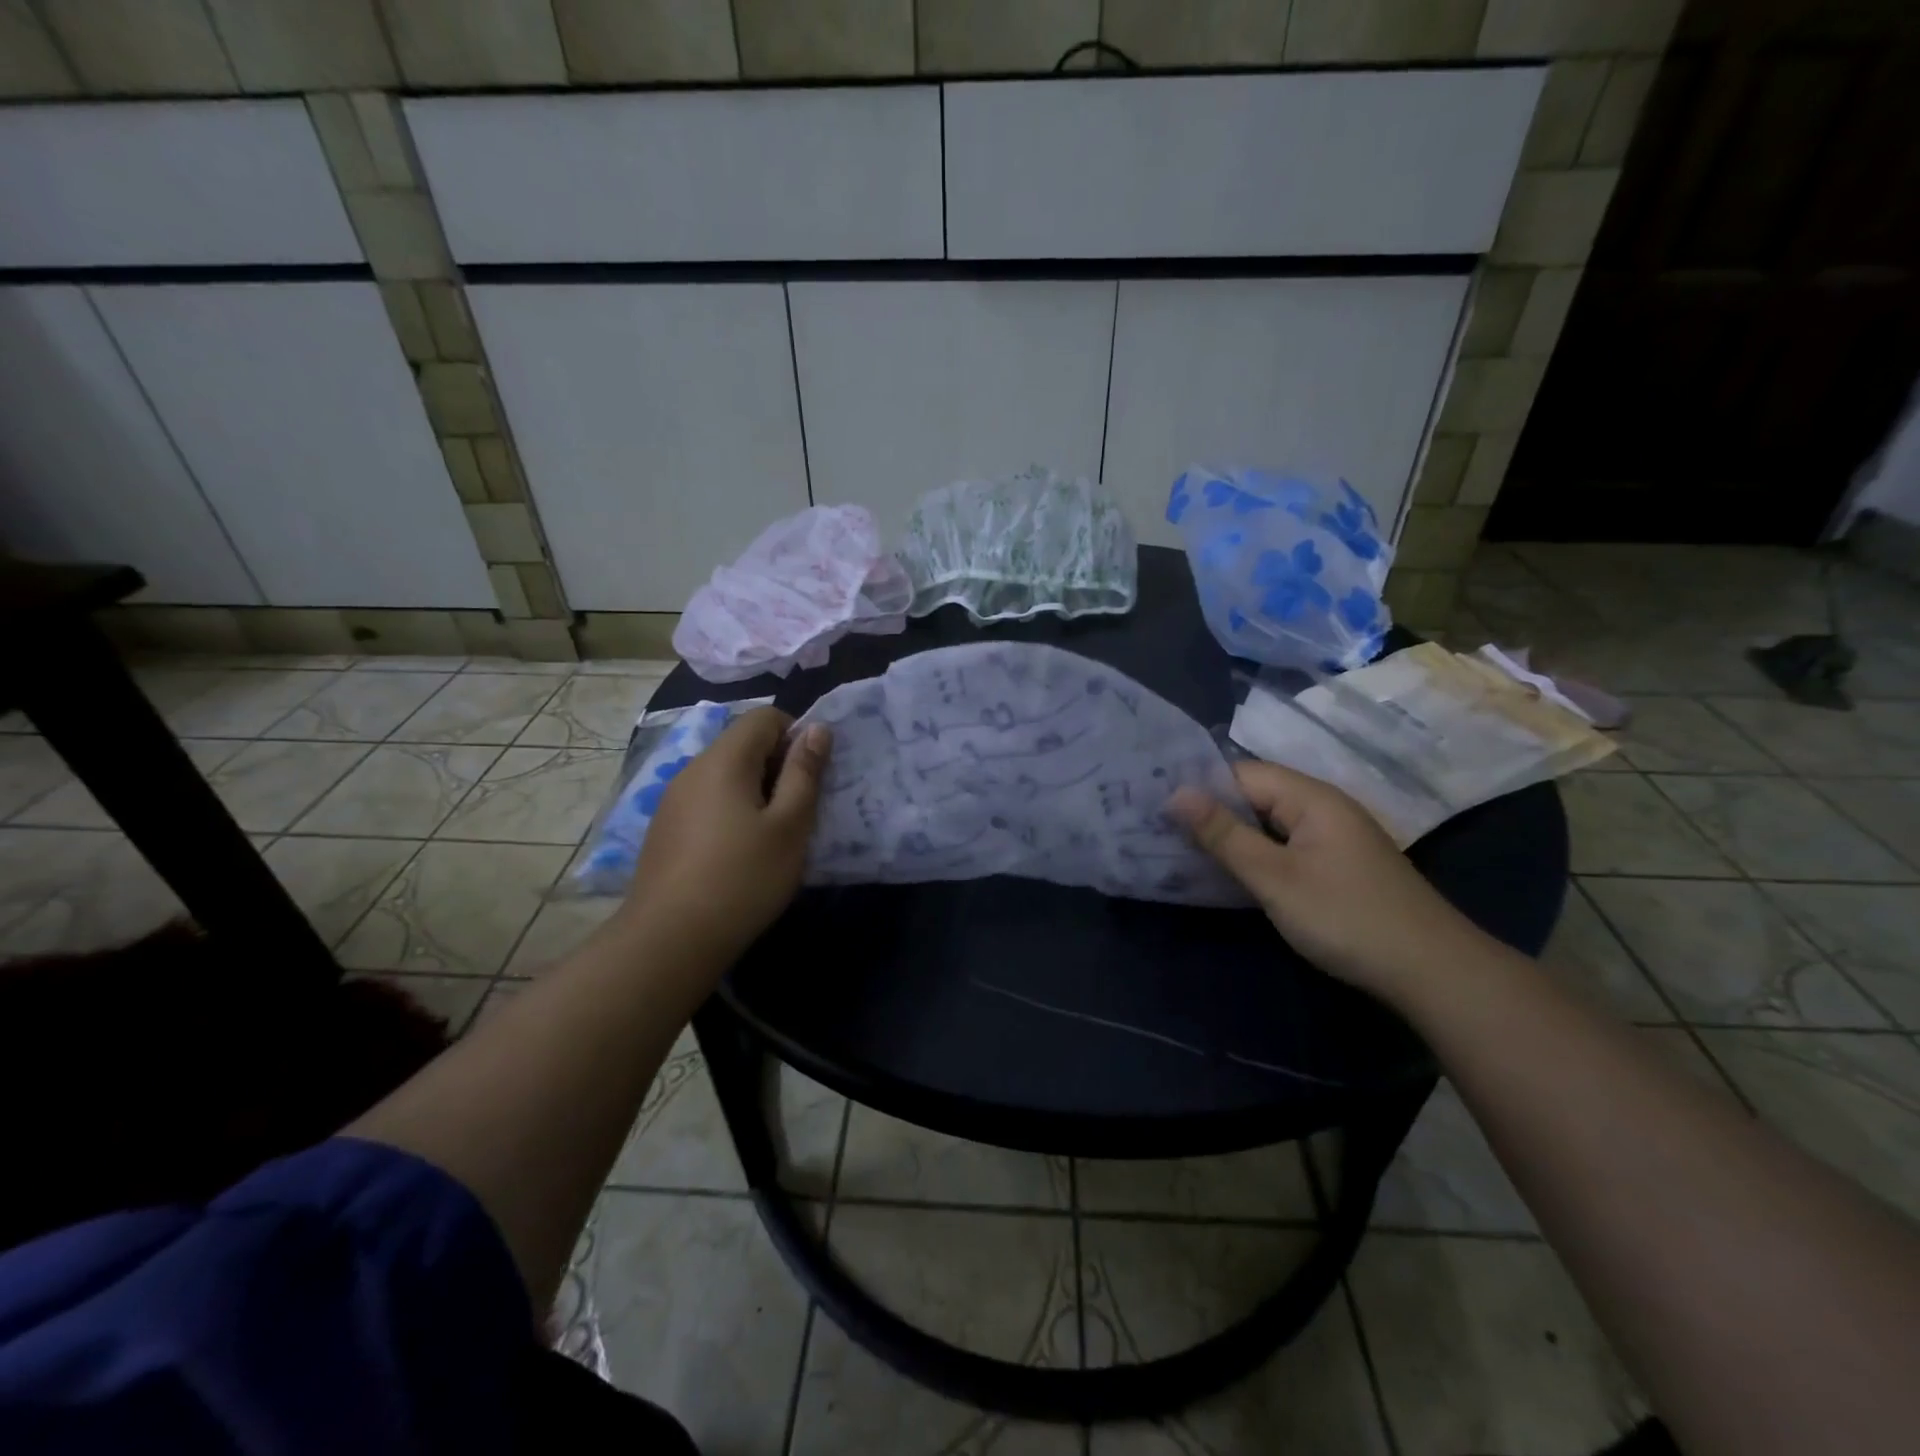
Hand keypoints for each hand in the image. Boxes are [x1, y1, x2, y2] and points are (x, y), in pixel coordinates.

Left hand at [627, 707, 829, 960]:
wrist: (669, 940)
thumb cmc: (743, 879)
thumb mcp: (790, 826)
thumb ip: (805, 772)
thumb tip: (816, 728)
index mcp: (724, 760)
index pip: (764, 717)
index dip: (796, 735)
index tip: (811, 777)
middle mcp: (692, 769)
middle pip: (742, 744)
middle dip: (777, 765)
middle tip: (798, 811)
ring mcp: (672, 800)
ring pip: (724, 774)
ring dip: (755, 791)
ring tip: (771, 836)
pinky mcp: (664, 829)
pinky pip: (706, 800)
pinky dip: (730, 811)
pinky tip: (738, 854)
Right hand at [1169, 761, 1482, 1001]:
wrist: (1431, 972)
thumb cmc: (1346, 917)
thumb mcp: (1275, 877)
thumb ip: (1224, 834)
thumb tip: (1175, 794)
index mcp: (1311, 797)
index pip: (1241, 774)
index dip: (1199, 788)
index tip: (1155, 806)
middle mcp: (1323, 807)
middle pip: (1255, 796)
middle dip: (1211, 812)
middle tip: (1159, 829)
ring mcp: (1333, 837)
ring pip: (1268, 823)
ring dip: (1231, 835)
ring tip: (1181, 848)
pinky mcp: (1337, 865)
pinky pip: (1284, 846)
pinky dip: (1255, 854)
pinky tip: (1229, 872)